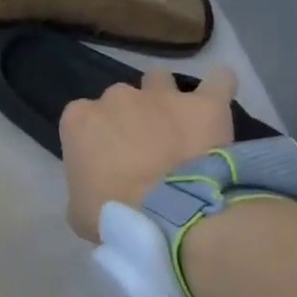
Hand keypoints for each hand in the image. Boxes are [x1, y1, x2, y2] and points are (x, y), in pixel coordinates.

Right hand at [59, 67, 238, 242]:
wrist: (172, 216)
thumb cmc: (115, 215)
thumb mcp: (78, 208)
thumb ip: (84, 185)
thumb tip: (99, 188)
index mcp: (79, 119)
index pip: (82, 120)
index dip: (95, 140)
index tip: (106, 162)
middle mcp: (116, 97)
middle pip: (120, 100)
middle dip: (129, 119)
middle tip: (142, 151)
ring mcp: (161, 96)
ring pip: (160, 81)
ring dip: (164, 98)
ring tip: (177, 123)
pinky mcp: (204, 105)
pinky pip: (218, 81)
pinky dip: (218, 86)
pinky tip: (217, 98)